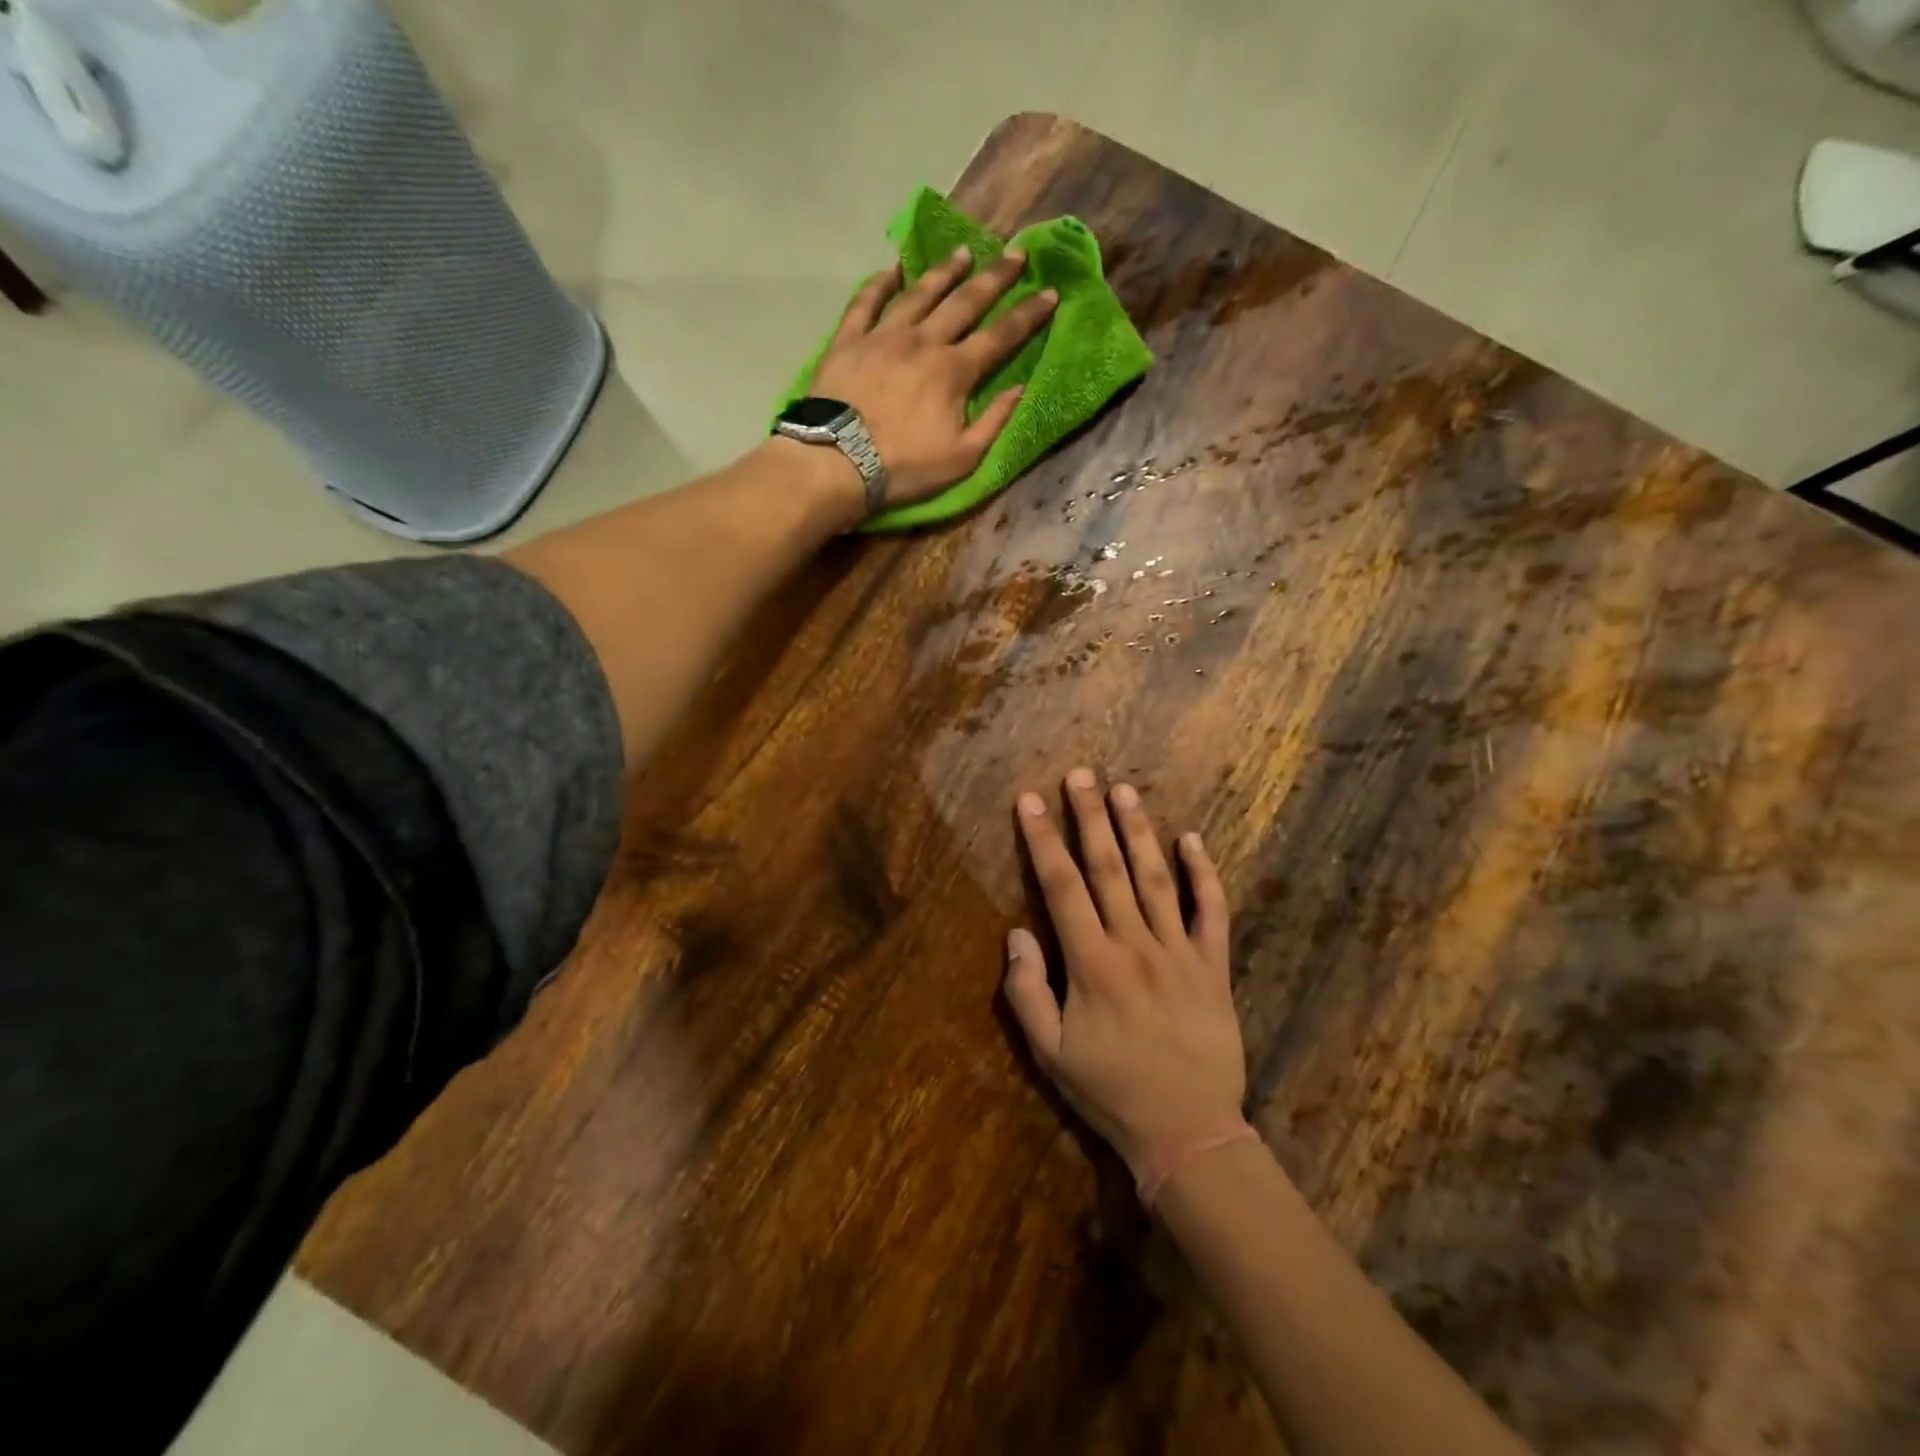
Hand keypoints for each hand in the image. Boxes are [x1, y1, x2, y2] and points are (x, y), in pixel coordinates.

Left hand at [811, 245, 1057, 505]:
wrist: (838, 462)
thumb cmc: (904, 467)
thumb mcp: (962, 458)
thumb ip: (994, 421)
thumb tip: (1021, 388)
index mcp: (954, 371)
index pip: (1000, 336)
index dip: (1028, 315)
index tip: (1050, 292)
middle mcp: (923, 341)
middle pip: (965, 302)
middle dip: (995, 278)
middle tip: (1016, 253)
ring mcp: (884, 335)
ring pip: (920, 293)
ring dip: (944, 271)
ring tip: (963, 253)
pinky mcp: (849, 339)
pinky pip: (866, 301)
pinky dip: (881, 283)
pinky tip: (893, 269)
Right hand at [1004, 768, 1246, 1179]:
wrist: (1187, 1131)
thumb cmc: (1111, 1091)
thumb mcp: (1049, 1054)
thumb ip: (1026, 992)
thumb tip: (1017, 933)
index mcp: (1092, 964)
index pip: (1061, 887)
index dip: (1043, 840)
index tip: (1029, 801)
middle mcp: (1135, 945)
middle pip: (1108, 869)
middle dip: (1089, 817)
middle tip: (1079, 775)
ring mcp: (1180, 951)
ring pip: (1157, 878)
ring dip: (1138, 831)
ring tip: (1124, 790)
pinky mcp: (1213, 966)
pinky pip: (1212, 911)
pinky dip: (1204, 874)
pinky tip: (1193, 840)